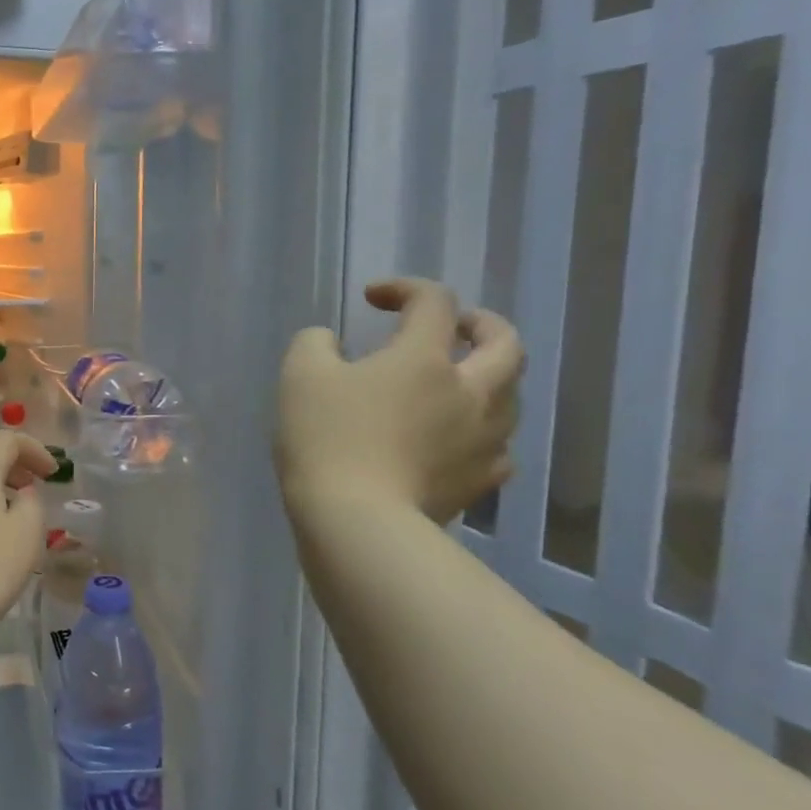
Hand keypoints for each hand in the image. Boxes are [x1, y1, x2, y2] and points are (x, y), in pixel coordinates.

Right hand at [276, 278, 522, 523]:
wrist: (357, 521)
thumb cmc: (326, 439)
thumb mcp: (300, 375)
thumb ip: (315, 343)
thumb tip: (330, 342)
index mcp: (425, 358)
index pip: (434, 301)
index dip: (405, 288)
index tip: (372, 298)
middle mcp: (470, 392)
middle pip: (505, 343)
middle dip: (481, 324)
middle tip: (453, 326)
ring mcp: (483, 440)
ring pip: (510, 396)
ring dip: (487, 378)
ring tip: (455, 385)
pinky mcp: (480, 482)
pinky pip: (497, 447)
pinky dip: (481, 432)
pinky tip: (457, 439)